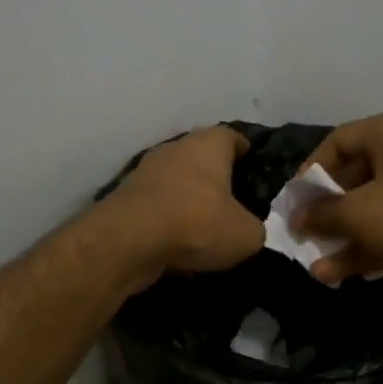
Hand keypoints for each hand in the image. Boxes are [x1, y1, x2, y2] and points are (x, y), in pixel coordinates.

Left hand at [102, 125, 265, 281]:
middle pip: (203, 160)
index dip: (247, 153)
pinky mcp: (127, 199)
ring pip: (178, 184)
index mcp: (208, 144)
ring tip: (208, 231)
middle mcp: (175, 149)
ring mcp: (146, 172)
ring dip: (190, 203)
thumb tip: (247, 231)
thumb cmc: (197, 223)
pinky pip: (158, 208)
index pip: (233, 137)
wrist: (128, 242)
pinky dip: (169, 222)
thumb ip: (254, 228)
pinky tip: (180, 246)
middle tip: (235, 206)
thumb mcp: (246, 235)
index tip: (255, 171)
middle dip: (217, 181)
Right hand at [293, 108, 382, 305]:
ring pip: (376, 206)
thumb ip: (320, 214)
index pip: (340, 140)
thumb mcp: (356, 214)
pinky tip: (338, 274)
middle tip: (305, 232)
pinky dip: (370, 245)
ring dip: (345, 236)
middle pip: (358, 175)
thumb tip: (297, 219)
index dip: (311, 171)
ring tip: (316, 264)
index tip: (295, 201)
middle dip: (328, 211)